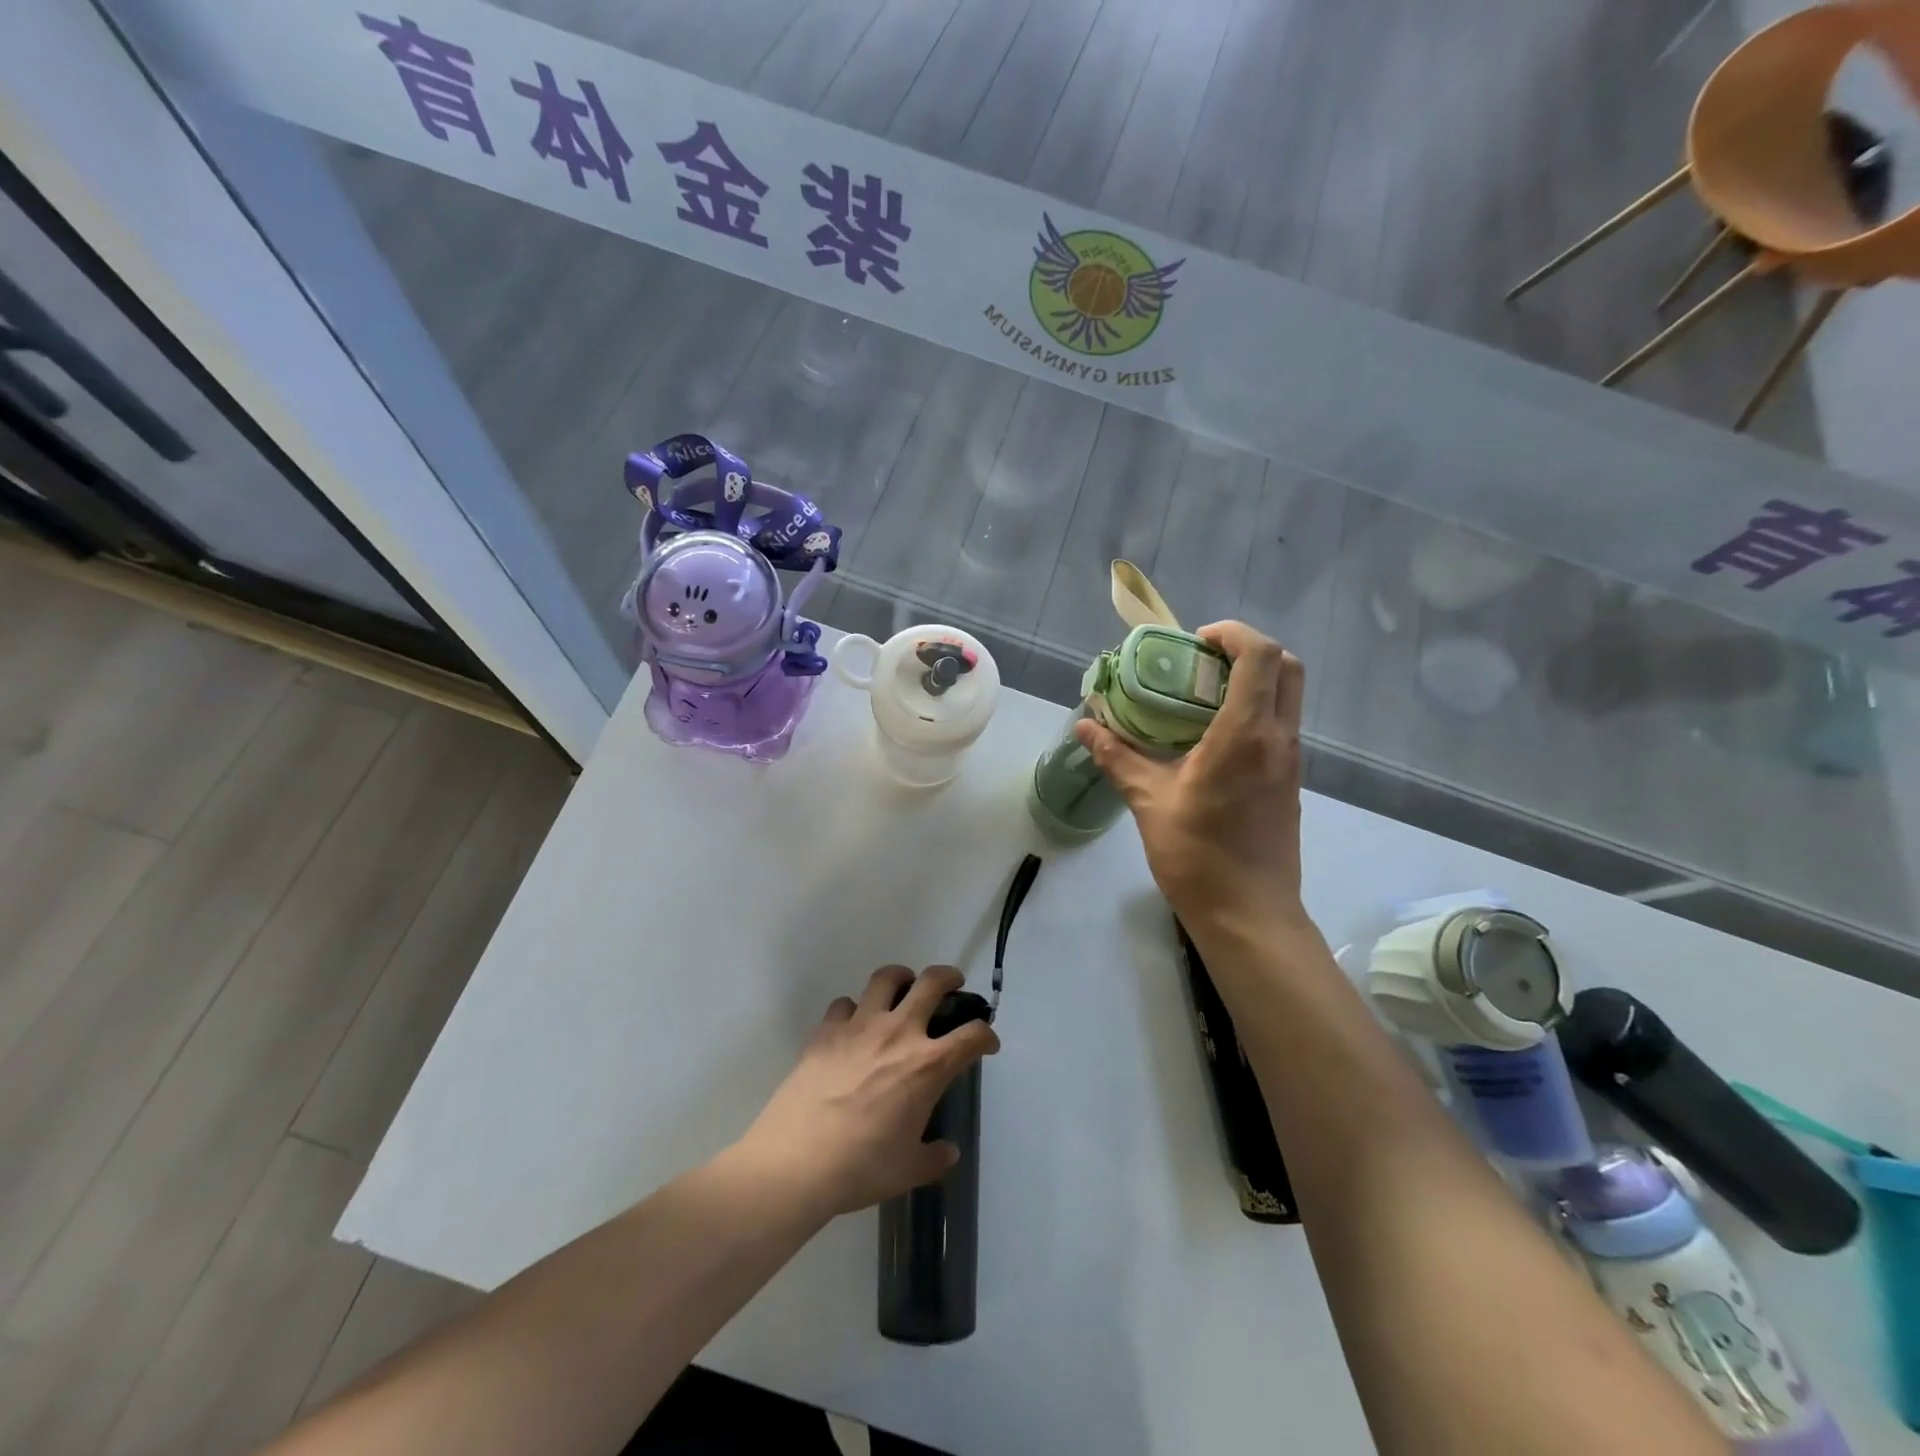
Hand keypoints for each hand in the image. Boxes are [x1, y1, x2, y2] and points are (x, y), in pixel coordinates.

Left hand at [733, 966, 998, 1219]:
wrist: (797, 1161)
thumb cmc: (861, 1167)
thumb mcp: (908, 1171)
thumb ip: (934, 1157)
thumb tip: (948, 1151)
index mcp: (928, 1066)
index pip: (972, 1036)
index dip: (986, 1035)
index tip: (987, 1043)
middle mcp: (899, 1033)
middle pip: (932, 982)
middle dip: (949, 977)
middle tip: (952, 984)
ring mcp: (860, 1025)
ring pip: (886, 978)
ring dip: (901, 978)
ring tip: (902, 987)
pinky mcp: (827, 1030)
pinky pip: (845, 1004)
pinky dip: (854, 1009)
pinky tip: (852, 1026)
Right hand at [1076, 621, 1307, 932]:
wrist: (1249, 914)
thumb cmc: (1198, 857)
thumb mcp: (1149, 802)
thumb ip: (1118, 757)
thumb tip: (1085, 725)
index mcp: (1246, 735)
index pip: (1259, 656)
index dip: (1232, 633)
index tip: (1194, 643)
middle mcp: (1279, 738)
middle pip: (1287, 666)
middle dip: (1248, 649)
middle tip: (1201, 662)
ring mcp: (1290, 760)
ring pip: (1288, 695)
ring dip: (1253, 679)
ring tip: (1200, 696)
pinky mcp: (1290, 780)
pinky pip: (1279, 724)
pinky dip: (1254, 709)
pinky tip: (1210, 736)